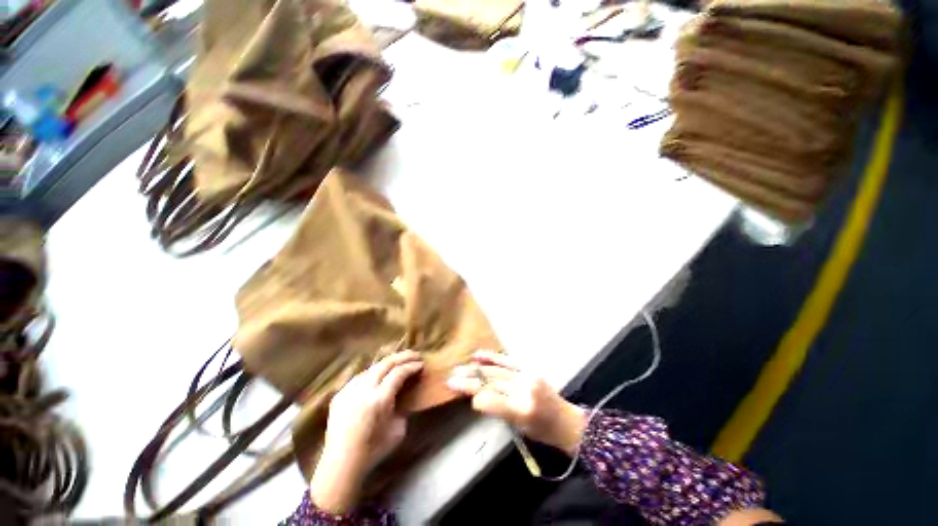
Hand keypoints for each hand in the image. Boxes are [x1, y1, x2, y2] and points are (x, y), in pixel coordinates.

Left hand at [310, 350, 422, 513]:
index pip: (399, 373)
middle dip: (403, 356)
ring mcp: (349, 390)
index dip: (411, 366)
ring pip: (373, 367)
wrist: (341, 464)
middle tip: (415, 355)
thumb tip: (404, 394)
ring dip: (388, 362)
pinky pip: (360, 377)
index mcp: (379, 400)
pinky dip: (373, 372)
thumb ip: (403, 407)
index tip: (421, 364)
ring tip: (399, 361)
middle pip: (386, 363)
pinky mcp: (340, 394)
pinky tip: (379, 374)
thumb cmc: (373, 450)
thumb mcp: (398, 430)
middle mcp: (364, 390)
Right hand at [447, 350, 586, 455]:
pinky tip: (478, 355)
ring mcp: (527, 377)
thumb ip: (499, 410)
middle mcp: (525, 390)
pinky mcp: (528, 369)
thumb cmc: (542, 431)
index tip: (457, 390)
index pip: (494, 400)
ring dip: (476, 369)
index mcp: (523, 411)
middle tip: (451, 378)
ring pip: (496, 371)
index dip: (476, 395)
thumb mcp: (519, 428)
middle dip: (470, 380)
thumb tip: (477, 398)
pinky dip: (492, 358)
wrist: (566, 420)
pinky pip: (507, 361)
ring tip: (460, 367)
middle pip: (492, 383)